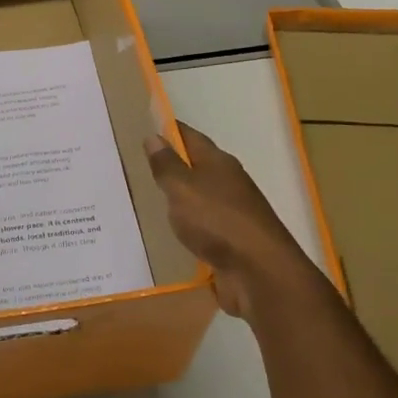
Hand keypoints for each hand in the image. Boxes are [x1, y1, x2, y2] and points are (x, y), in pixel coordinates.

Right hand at [144, 121, 313, 319]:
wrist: (259, 272)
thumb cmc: (218, 221)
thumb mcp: (183, 189)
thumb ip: (167, 166)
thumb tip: (154, 137)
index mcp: (219, 163)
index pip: (191, 137)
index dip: (170, 130)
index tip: (147, 125)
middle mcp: (228, 184)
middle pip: (198, 167)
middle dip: (173, 164)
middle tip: (138, 165)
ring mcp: (232, 215)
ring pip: (200, 199)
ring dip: (180, 198)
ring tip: (149, 199)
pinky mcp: (231, 243)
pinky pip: (203, 228)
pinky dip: (188, 226)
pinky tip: (171, 232)